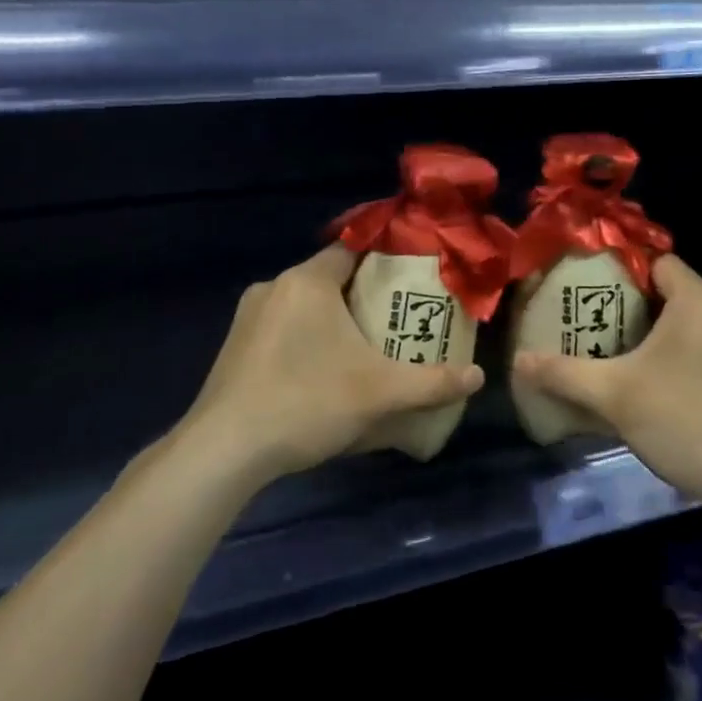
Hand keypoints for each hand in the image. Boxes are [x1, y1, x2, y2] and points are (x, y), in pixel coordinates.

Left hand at [175, 245, 484, 482]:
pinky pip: (282, 329)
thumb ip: (433, 383)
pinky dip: (307, 339)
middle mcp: (273, 287)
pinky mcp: (234, 348)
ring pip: (303, 305)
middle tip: (400, 316)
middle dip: (365, 294)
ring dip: (333, 319)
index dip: (386, 257)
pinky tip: (323, 373)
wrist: (223, 451)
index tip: (415, 273)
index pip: (353, 249)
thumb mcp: (380, 394)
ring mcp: (248, 318)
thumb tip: (478, 376)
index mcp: (306, 281)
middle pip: (330, 277)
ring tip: (366, 346)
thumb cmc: (306, 401)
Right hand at [513, 254, 701, 507]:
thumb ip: (563, 373)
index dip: (619, 273)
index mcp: (700, 299)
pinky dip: (683, 355)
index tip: (587, 292)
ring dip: (658, 335)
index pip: (655, 262)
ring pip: (692, 323)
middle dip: (632, 308)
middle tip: (594, 328)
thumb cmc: (684, 419)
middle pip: (671, 293)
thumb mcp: (614, 395)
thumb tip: (518, 360)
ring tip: (620, 356)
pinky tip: (659, 385)